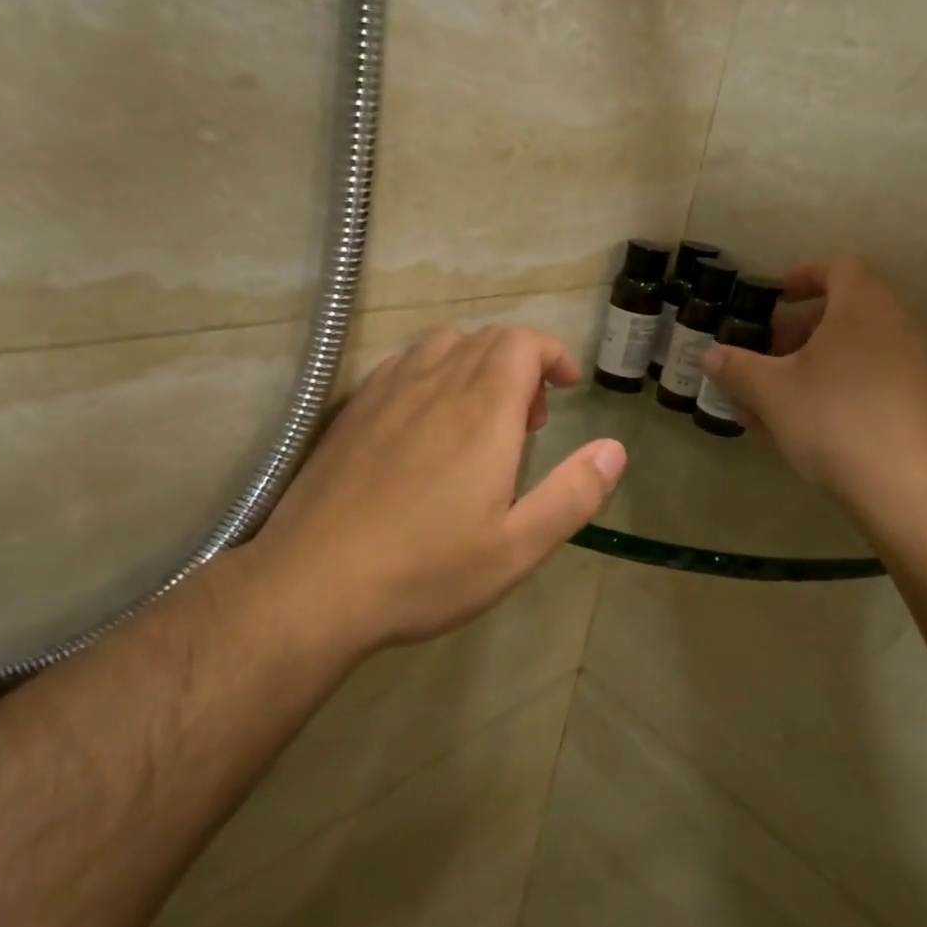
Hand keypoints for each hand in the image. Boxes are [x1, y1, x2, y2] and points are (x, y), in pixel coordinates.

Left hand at [237, 326, 626, 658]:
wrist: (311, 588)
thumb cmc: (425, 570)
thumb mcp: (517, 548)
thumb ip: (574, 494)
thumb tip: (614, 449)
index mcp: (482, 411)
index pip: (522, 342)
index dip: (552, 353)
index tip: (566, 387)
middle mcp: (435, 385)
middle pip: (487, 338)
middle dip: (522, 364)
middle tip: (530, 422)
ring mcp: (386, 393)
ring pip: (443, 344)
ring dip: (477, 363)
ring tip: (481, 417)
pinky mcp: (352, 412)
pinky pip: (403, 364)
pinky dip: (433, 372)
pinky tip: (427, 423)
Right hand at [700, 256, 926, 508]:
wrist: (906, 484)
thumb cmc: (833, 418)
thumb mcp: (772, 391)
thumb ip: (738, 368)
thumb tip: (710, 355)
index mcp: (862, 305)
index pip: (838, 268)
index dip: (804, 277)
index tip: (776, 297)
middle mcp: (894, 325)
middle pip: (843, 312)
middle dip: (797, 331)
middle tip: (765, 354)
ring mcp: (910, 365)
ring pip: (851, 353)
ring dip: (810, 367)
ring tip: (770, 400)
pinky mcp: (915, 403)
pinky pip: (866, 381)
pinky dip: (832, 390)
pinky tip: (799, 426)